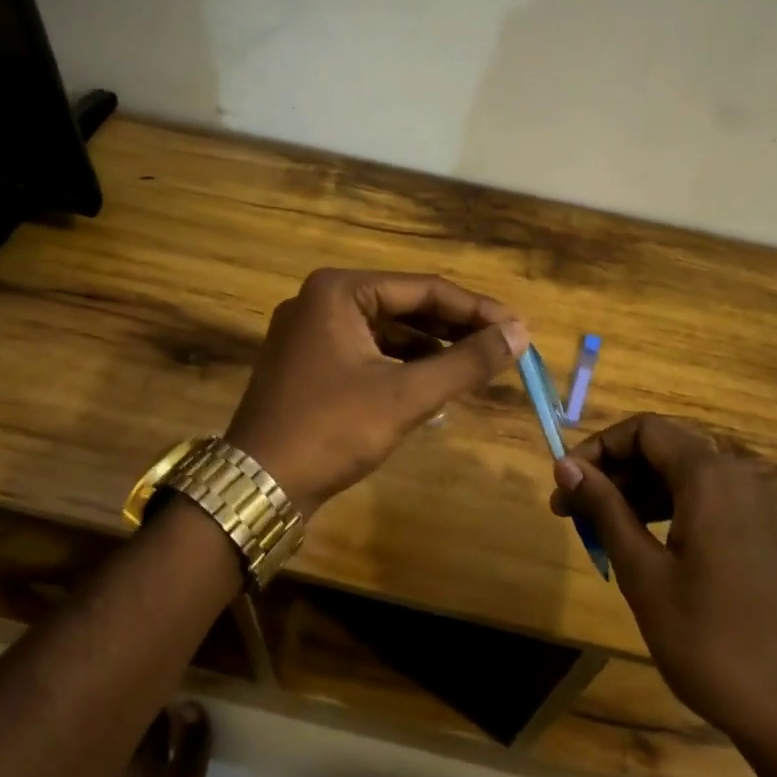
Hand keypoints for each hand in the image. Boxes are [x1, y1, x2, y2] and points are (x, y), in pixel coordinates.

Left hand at [226, 269, 527, 518]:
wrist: (257, 487)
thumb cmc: (332, 430)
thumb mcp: (405, 395)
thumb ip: (465, 362)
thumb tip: (520, 334)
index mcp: (339, 290)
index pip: (424, 289)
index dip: (476, 309)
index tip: (518, 328)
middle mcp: (321, 299)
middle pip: (405, 305)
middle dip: (455, 326)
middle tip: (503, 344)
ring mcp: (311, 331)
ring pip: (387, 329)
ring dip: (431, 345)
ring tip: (476, 363)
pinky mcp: (309, 362)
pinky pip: (368, 350)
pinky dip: (403, 363)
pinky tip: (433, 380)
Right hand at [552, 415, 776, 747]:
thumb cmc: (709, 642)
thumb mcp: (643, 573)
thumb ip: (604, 509)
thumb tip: (566, 465)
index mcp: (712, 476)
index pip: (644, 430)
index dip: (598, 447)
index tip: (565, 483)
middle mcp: (741, 475)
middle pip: (665, 448)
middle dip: (613, 472)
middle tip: (570, 511)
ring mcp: (760, 503)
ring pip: (685, 474)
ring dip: (638, 492)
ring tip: (597, 529)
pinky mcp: (767, 530)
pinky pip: (709, 498)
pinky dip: (670, 508)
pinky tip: (643, 541)